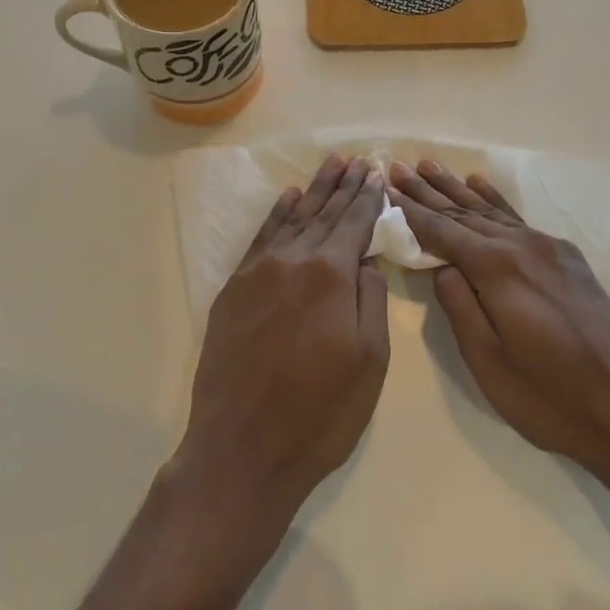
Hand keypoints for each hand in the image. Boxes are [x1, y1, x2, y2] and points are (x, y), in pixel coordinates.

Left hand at [171, 155, 389, 543]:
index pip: (355, 224)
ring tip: (329, 166)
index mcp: (331, 275)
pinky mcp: (233, 290)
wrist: (241, 450)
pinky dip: (277, 216)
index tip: (376, 174)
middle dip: (343, 186)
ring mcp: (258, 273)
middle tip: (355, 160)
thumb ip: (371, 299)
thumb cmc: (319, 413)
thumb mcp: (370, 361)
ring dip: (313, 192)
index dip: (368, 199)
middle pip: (324, 214)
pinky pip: (260, 239)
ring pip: (293, 220)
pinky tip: (288, 200)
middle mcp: (293, 261)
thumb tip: (367, 259)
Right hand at [390, 159, 609, 487]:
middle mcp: (522, 246)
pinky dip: (495, 202)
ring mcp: (548, 248)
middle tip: (398, 167)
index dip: (411, 212)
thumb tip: (441, 266)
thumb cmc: (548, 397)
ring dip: (457, 189)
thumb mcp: (487, 361)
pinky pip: (518, 220)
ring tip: (430, 165)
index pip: (442, 232)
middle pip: (464, 213)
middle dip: (428, 192)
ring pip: (491, 212)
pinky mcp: (566, 258)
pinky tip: (479, 185)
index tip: (386, 188)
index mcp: (498, 269)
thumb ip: (458, 306)